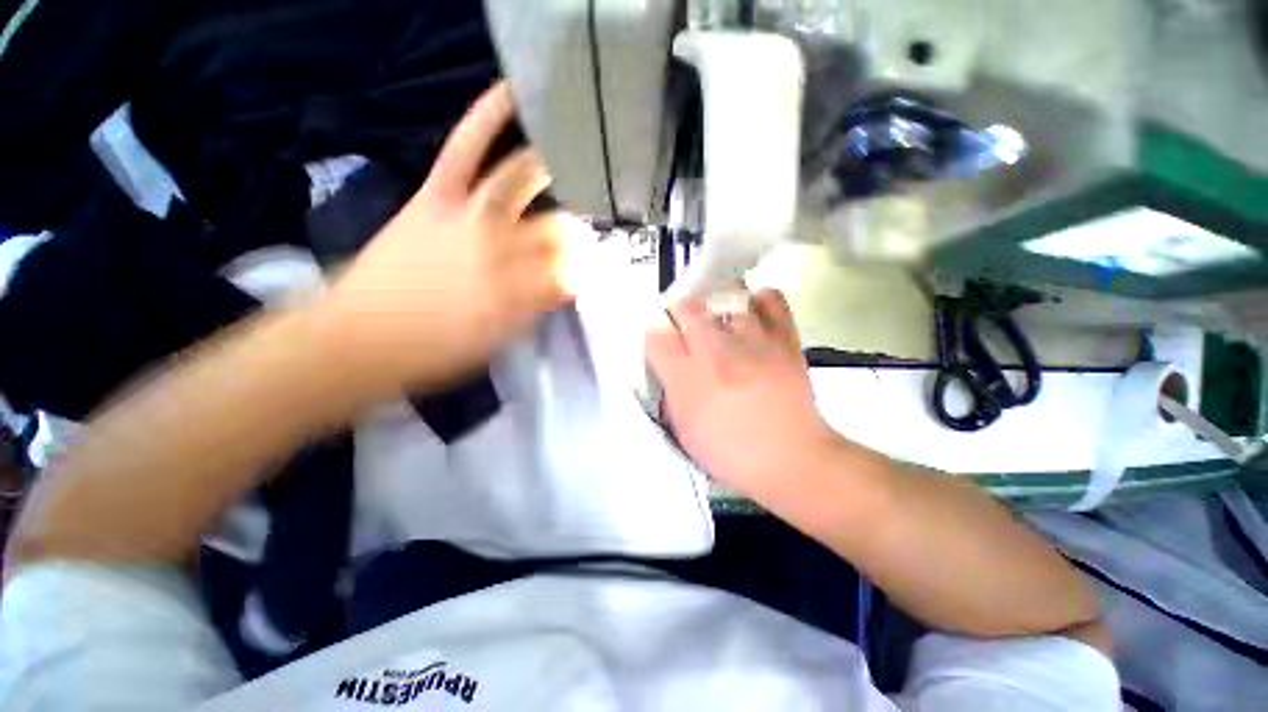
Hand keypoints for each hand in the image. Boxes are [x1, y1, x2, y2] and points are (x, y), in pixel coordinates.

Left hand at [318, 81, 568, 391]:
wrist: (359, 338)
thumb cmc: (434, 351)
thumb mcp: (498, 344)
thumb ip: (535, 312)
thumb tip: (563, 288)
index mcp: (519, 292)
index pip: (571, 274)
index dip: (585, 274)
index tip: (591, 275)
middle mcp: (502, 248)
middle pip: (557, 231)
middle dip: (577, 235)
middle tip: (586, 237)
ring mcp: (470, 214)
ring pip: (524, 182)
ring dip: (556, 170)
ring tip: (579, 157)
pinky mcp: (439, 195)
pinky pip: (467, 147)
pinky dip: (490, 115)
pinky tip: (514, 92)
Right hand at [646, 289, 840, 496]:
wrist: (792, 460)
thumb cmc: (730, 451)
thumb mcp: (685, 428)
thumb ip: (671, 390)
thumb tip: (667, 363)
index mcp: (687, 379)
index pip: (656, 336)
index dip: (654, 333)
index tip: (661, 340)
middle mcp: (716, 352)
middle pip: (687, 308)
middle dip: (679, 313)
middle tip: (686, 328)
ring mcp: (753, 341)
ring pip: (726, 294)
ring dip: (715, 302)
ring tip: (718, 316)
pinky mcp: (783, 339)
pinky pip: (771, 300)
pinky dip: (759, 300)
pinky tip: (753, 313)